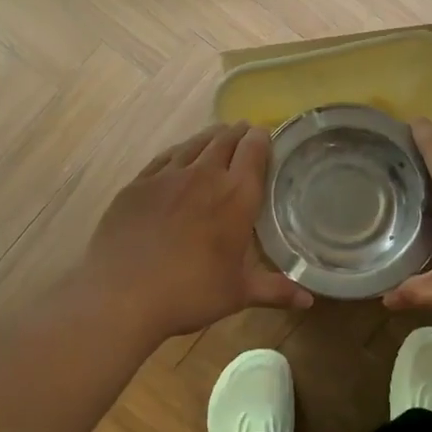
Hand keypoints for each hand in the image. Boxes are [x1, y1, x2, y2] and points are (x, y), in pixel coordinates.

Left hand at [87, 123, 313, 338]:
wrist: (122, 294)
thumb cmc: (190, 293)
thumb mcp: (238, 294)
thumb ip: (275, 290)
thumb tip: (308, 300)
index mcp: (236, 196)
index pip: (254, 151)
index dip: (261, 138)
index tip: (265, 135)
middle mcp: (204, 175)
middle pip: (225, 140)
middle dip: (238, 133)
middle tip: (245, 132)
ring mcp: (167, 176)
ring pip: (195, 144)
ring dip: (210, 137)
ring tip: (217, 135)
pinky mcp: (138, 184)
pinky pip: (164, 157)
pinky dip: (179, 151)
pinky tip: (179, 155)